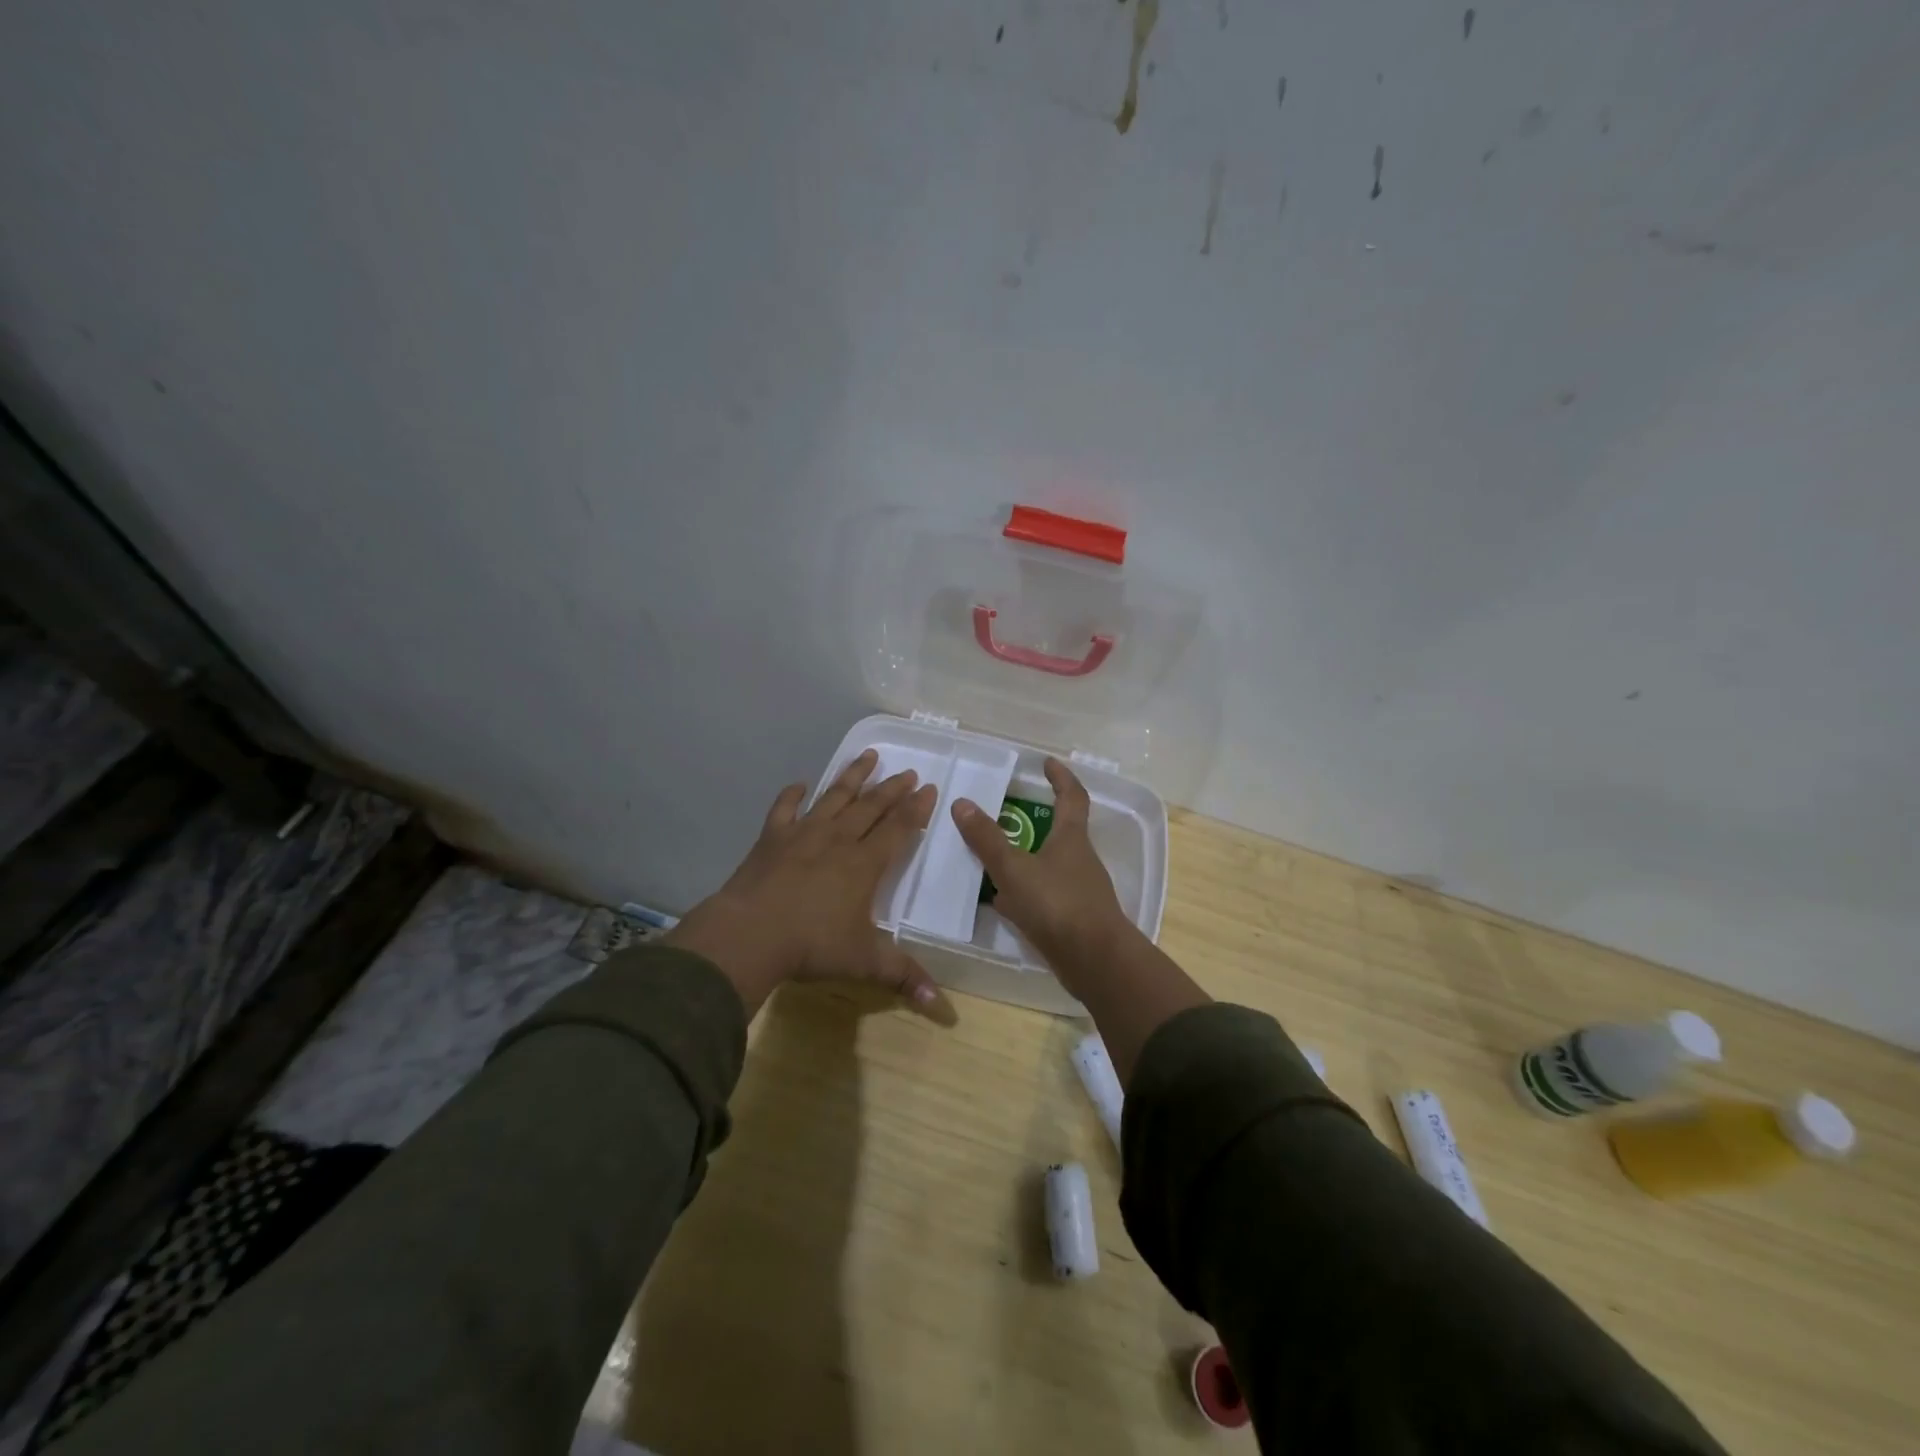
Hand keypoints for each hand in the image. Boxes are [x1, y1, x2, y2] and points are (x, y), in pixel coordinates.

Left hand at [665, 749, 940, 1015]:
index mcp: (864, 864)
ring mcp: (802, 835)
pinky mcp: (771, 838)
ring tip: (868, 756)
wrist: (751, 934)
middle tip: (908, 771)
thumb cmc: (812, 946)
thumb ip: (903, 976)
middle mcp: (838, 840)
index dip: (916, 808)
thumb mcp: (864, 962)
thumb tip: (940, 1005)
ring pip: (834, 798)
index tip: (929, 788)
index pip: (898, 828)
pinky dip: (792, 794)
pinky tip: (799, 784)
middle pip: (870, 807)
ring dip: (852, 777)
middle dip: (892, 788)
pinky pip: (784, 809)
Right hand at [950, 758, 1139, 996]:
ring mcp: (1080, 890)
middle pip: (1061, 831)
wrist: (1094, 961)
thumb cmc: (1057, 904)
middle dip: (1037, 820)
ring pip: (1050, 865)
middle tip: (1008, 813)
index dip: (1061, 777)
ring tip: (995, 858)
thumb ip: (987, 839)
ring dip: (1027, 858)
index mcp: (1071, 838)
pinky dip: (1026, 892)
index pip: (1072, 796)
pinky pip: (1046, 895)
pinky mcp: (1074, 918)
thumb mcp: (1014, 869)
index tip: (1048, 763)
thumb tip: (962, 803)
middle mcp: (1080, 859)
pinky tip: (1004, 902)